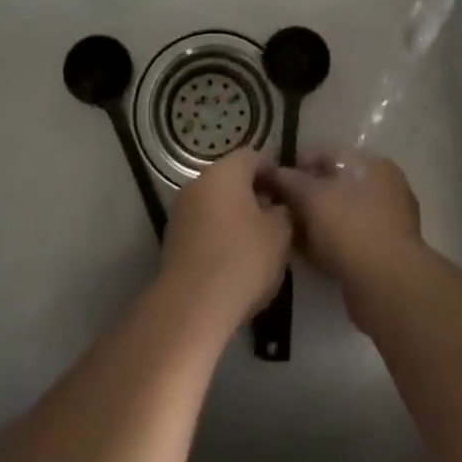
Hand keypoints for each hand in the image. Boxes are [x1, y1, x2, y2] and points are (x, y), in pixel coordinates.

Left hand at [158, 149, 292, 337]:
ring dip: (237, 216)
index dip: (273, 173)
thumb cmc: (242, 260)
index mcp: (224, 172)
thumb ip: (284, 211)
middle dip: (255, 196)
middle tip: (277, 221)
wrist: (193, 305)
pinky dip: (219, 234)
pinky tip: (234, 260)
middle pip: (232, 179)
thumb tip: (278, 206)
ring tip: (258, 244)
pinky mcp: (173, 237)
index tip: (288, 197)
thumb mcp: (280, 233)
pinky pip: (203, 225)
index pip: (252, 157)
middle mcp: (198, 183)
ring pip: (216, 203)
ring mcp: (181, 210)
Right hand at [267, 151, 424, 304]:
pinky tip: (311, 253)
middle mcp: (386, 186)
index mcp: (372, 164)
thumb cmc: (348, 226)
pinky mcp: (388, 250)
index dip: (297, 165)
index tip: (274, 182)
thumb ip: (287, 179)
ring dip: (317, 220)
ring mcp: (391, 219)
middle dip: (307, 196)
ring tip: (292, 233)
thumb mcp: (310, 196)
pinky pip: (352, 237)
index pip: (327, 154)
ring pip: (343, 212)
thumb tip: (268, 170)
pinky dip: (332, 240)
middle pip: (336, 184)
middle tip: (282, 210)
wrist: (386, 283)